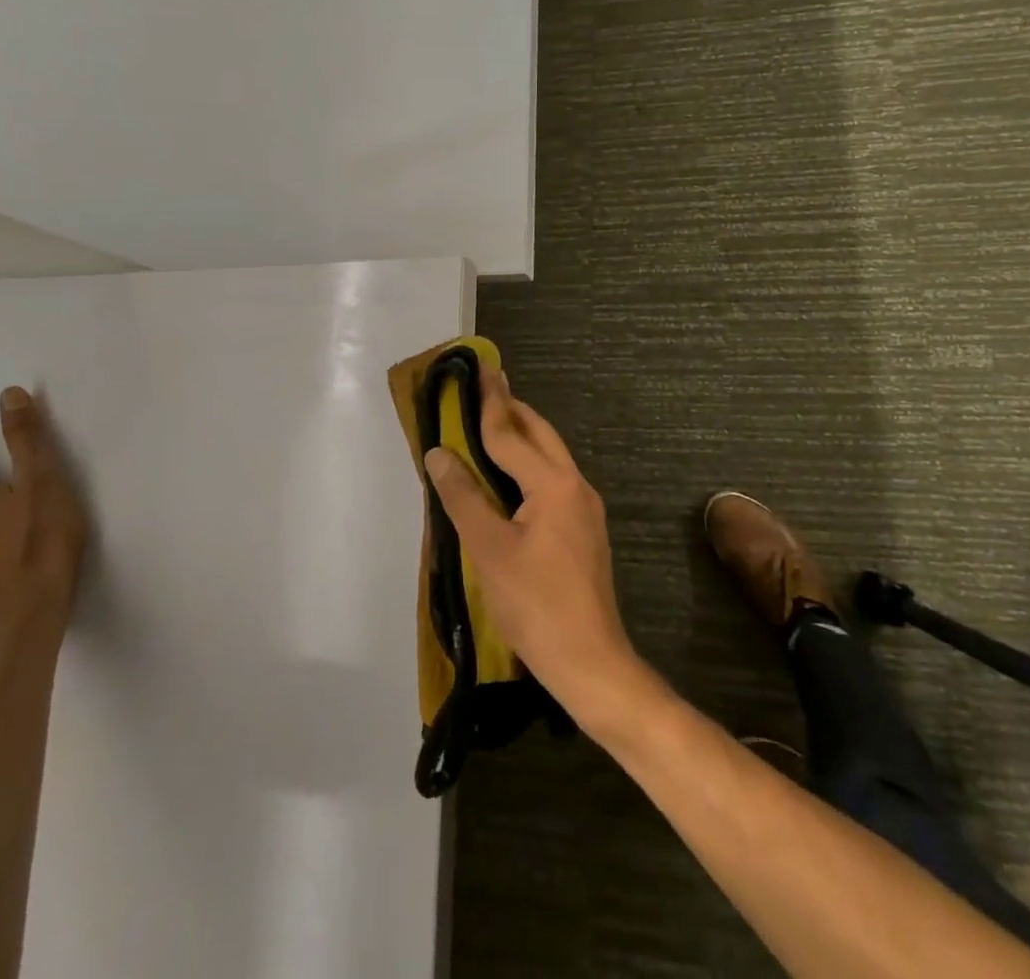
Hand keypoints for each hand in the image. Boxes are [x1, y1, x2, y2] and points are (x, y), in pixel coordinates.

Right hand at [422, 369, 643, 727]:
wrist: (590, 660)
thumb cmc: (534, 604)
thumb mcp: (488, 549)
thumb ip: (463, 496)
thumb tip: (439, 453)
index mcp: (553, 483)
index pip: (511, 433)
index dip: (490, 402)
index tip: (481, 369)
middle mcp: (575, 485)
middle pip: (540, 434)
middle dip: (512, 410)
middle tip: (484, 390)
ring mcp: (585, 508)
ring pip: (550, 456)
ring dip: (522, 437)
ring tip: (491, 425)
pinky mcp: (585, 528)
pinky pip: (554, 479)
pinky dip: (529, 464)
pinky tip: (510, 477)